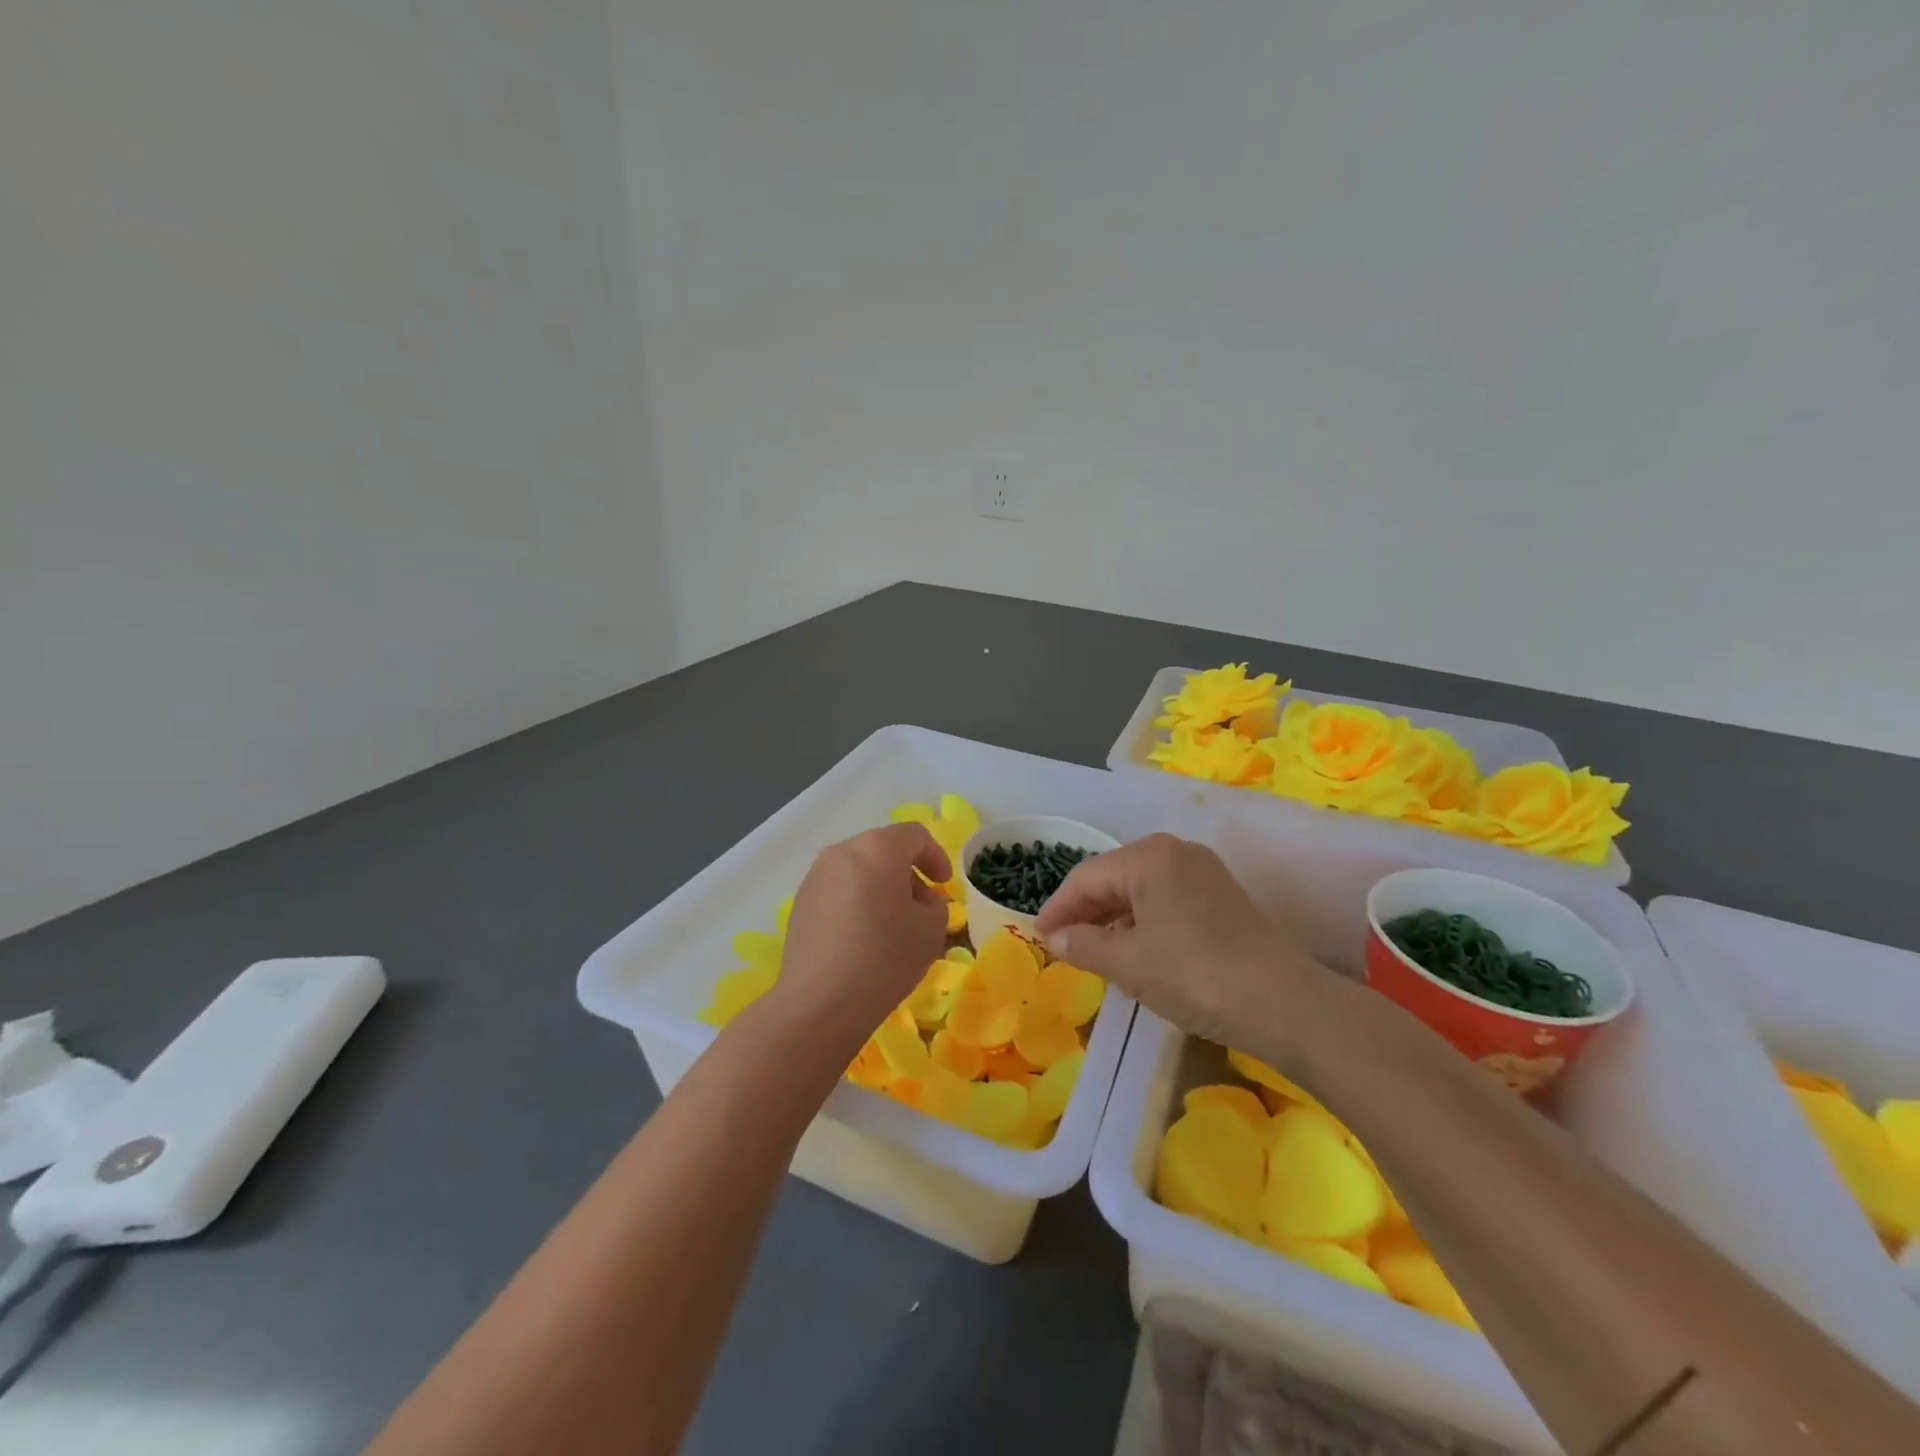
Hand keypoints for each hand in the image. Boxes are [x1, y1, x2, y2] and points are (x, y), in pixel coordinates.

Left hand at [766, 823, 951, 1049]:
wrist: (821, 1002)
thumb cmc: (885, 957)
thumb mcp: (931, 930)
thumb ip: (935, 904)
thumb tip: (921, 899)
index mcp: (878, 848)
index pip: (914, 835)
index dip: (936, 856)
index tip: (944, 884)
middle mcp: (843, 851)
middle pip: (882, 849)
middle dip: (907, 871)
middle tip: (921, 904)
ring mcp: (816, 876)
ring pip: (858, 868)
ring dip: (879, 886)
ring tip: (891, 923)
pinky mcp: (800, 902)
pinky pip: (837, 889)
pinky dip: (855, 901)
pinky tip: (862, 936)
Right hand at [1034, 834, 1339, 1069]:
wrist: (1284, 1004)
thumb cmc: (1193, 974)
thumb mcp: (1127, 963)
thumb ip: (1082, 945)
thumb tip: (1055, 938)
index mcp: (1148, 856)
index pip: (1086, 877)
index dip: (1058, 908)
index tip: (1038, 936)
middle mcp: (1175, 851)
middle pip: (1113, 877)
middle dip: (1084, 912)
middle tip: (1061, 945)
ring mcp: (1203, 872)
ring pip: (1140, 890)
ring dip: (1112, 919)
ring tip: (1092, 951)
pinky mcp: (1221, 897)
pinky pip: (1166, 900)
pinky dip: (1142, 922)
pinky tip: (1134, 950)